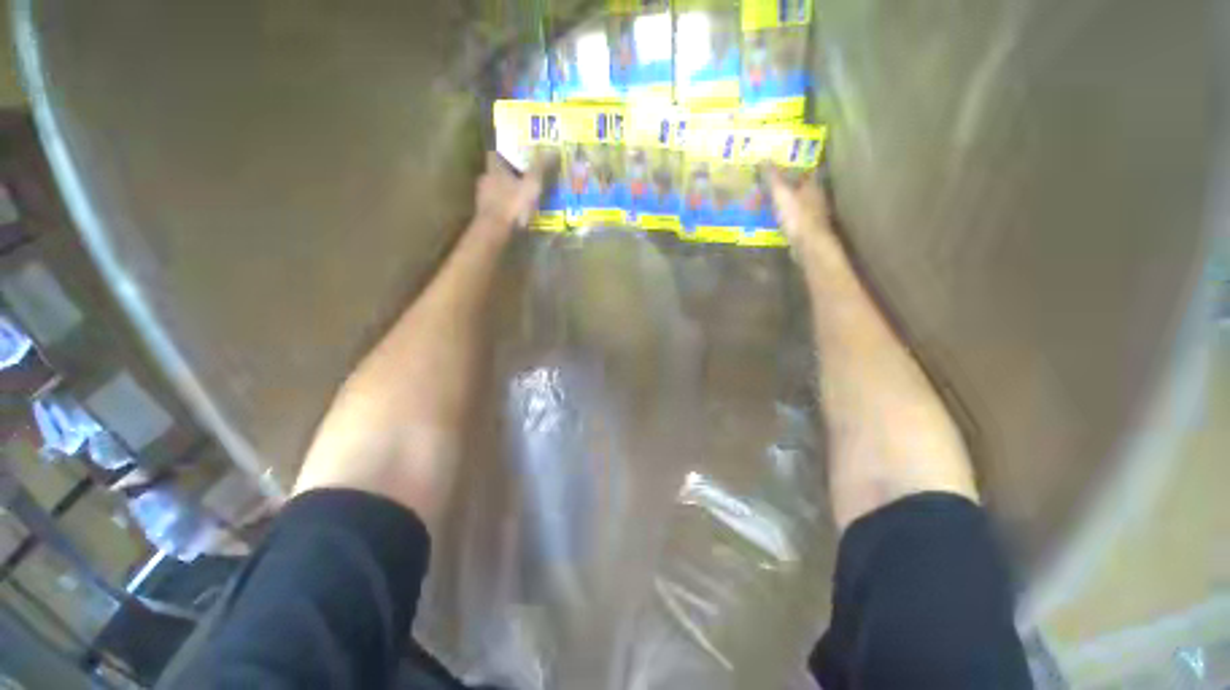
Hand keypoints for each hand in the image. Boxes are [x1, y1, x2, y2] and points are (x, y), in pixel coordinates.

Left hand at [474, 151, 552, 238]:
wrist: (494, 229)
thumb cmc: (512, 204)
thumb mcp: (531, 185)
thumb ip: (540, 168)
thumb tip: (552, 150)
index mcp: (494, 168)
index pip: (496, 152)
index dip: (506, 151)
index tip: (516, 153)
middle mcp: (485, 178)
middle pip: (496, 171)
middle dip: (508, 173)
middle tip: (522, 176)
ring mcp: (482, 196)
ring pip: (495, 188)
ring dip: (506, 190)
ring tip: (520, 196)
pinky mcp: (483, 212)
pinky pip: (495, 203)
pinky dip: (503, 205)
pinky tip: (513, 211)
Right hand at [765, 165, 837, 258]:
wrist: (808, 244)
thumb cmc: (797, 216)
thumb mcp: (781, 193)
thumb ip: (773, 177)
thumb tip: (763, 158)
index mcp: (813, 184)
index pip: (806, 169)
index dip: (794, 166)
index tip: (781, 164)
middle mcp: (816, 197)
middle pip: (802, 187)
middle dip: (788, 185)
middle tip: (770, 184)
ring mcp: (813, 214)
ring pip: (798, 203)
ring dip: (786, 202)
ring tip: (769, 202)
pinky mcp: (807, 229)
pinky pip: (794, 218)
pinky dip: (785, 217)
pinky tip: (775, 220)